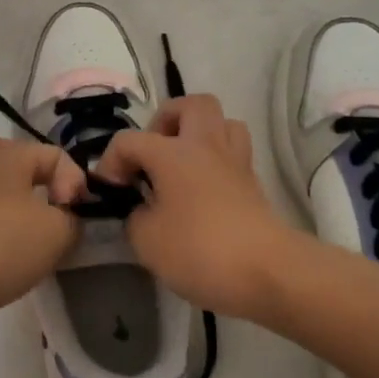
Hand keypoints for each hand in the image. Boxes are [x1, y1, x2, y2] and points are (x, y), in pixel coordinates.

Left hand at [0, 135, 87, 333]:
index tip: (76, 218)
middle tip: (60, 224)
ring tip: (40, 245)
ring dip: (27, 215)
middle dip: (49, 195)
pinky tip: (15, 256)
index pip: (55, 156)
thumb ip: (74, 218)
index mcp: (3, 150)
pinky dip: (6, 230)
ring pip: (7, 194)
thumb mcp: (58, 231)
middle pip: (27, 170)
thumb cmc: (3, 243)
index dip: (76, 185)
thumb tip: (67, 218)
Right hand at [92, 95, 293, 321]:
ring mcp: (235, 162)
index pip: (128, 140)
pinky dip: (215, 162)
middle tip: (153, 155)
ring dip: (198, 135)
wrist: (269, 272)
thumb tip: (140, 208)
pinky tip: (202, 189)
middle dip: (165, 121)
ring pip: (221, 123)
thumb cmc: (200, 250)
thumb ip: (134, 216)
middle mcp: (205, 145)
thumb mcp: (146, 240)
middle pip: (189, 105)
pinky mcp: (253, 184)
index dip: (110, 162)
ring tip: (181, 165)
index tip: (109, 192)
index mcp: (172, 153)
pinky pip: (233, 153)